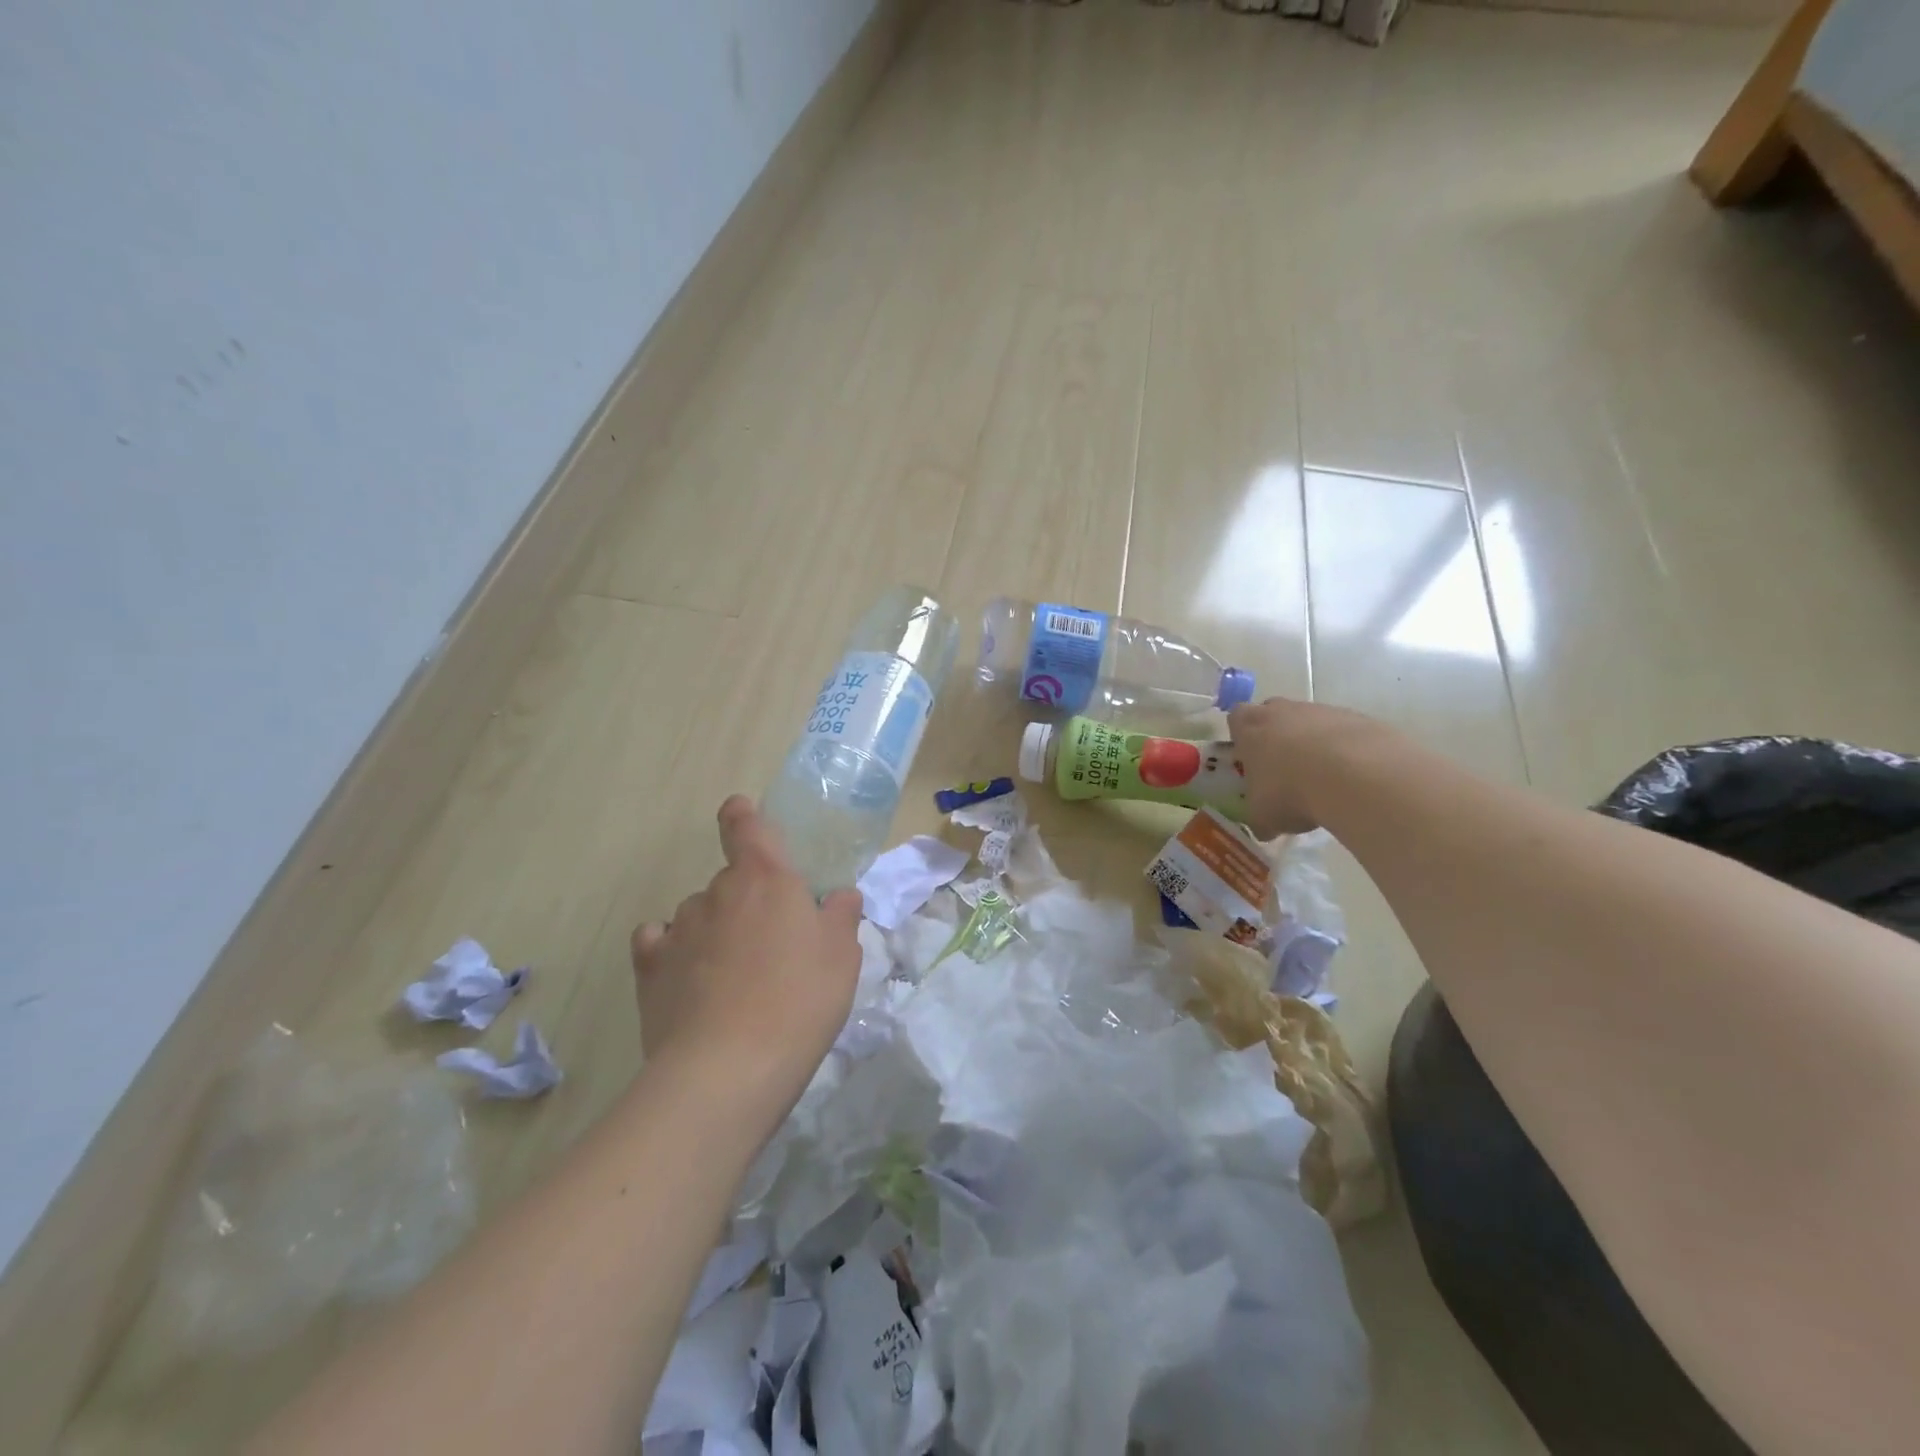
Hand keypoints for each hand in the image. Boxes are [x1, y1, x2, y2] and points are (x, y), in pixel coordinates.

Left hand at [630, 797, 863, 1119]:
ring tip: (734, 976)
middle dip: (749, 900)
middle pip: (731, 881)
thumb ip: (841, 917)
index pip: (746, 826)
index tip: (742, 813)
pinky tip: (687, 977)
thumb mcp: (842, 958)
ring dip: (715, 929)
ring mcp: (678, 929)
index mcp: (766, 878)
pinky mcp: (650, 970)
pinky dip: (673, 951)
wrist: (726, 1070)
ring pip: (699, 914)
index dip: (743, 815)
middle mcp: (717, 892)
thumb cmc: (799, 1001)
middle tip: (773, 943)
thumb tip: (838, 896)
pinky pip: (659, 943)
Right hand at [1228, 697, 1392, 837]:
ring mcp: (1322, 710)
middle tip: (1283, 770)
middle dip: (1277, 737)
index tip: (1249, 758)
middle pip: (1274, 715)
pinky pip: (1343, 732)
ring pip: (1310, 723)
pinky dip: (1344, 750)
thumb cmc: (1290, 791)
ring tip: (1323, 780)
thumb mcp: (1263, 816)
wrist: (1355, 775)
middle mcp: (1282, 711)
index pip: (1236, 719)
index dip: (1242, 737)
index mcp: (1250, 727)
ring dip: (1313, 745)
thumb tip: (1264, 829)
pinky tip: (1351, 778)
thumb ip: (1259, 817)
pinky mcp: (1357, 718)